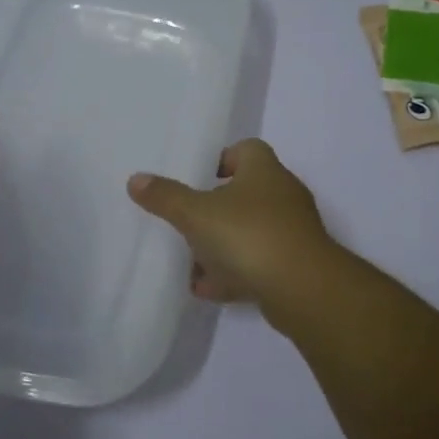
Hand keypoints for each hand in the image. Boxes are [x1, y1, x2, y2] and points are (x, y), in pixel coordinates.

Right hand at [126, 139, 336, 305]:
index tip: (198, 178)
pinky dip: (234, 274)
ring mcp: (291, 232)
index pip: (246, 150)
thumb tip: (136, 179)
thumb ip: (166, 197)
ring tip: (191, 263)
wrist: (302, 288)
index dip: (222, 159)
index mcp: (264, 171)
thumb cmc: (248, 235)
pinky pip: (258, 264)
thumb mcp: (196, 213)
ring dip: (222, 247)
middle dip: (214, 210)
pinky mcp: (295, 266)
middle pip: (245, 193)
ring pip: (250, 232)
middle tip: (186, 223)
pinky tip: (207, 289)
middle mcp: (282, 195)